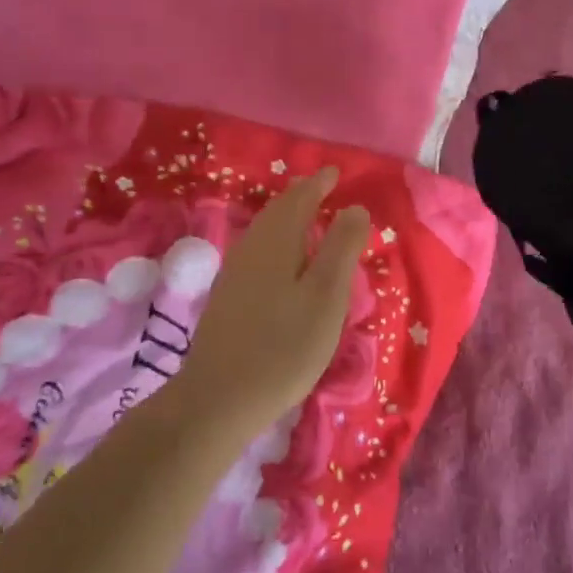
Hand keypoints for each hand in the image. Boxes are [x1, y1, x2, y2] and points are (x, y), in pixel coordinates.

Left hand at [178, 168, 371, 432]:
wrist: (218, 399)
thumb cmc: (284, 346)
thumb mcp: (326, 296)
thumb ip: (342, 248)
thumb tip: (354, 207)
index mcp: (276, 241)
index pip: (299, 199)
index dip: (318, 183)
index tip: (335, 172)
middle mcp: (251, 248)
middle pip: (277, 211)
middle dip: (301, 196)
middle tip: (322, 187)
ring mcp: (234, 273)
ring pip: (265, 231)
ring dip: (287, 217)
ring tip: (308, 217)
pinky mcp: (227, 298)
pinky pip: (258, 250)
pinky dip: (277, 240)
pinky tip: (283, 259)